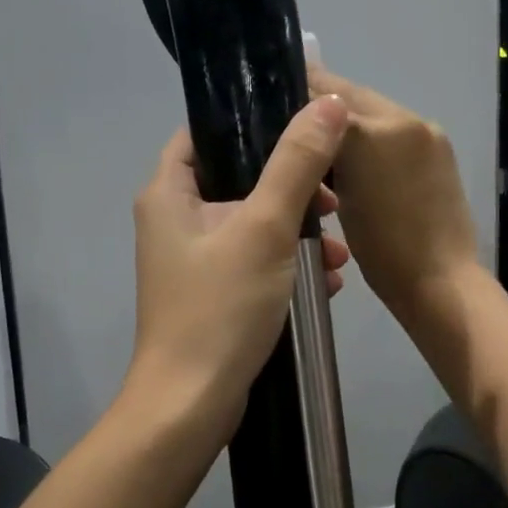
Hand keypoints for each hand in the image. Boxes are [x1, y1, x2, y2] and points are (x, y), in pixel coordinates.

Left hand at [128, 97, 351, 427]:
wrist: (191, 404)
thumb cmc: (220, 307)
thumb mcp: (264, 228)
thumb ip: (297, 163)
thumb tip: (329, 103)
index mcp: (169, 193)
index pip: (204, 133)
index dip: (251, 123)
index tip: (303, 128)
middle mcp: (175, 221)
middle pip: (238, 178)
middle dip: (292, 187)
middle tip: (333, 199)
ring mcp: (194, 261)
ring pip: (254, 224)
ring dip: (299, 231)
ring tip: (339, 250)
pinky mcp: (214, 294)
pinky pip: (256, 261)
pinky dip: (289, 264)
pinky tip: (329, 281)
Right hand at [309, 62, 480, 328]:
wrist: (442, 282)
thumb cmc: (382, 252)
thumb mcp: (338, 202)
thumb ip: (322, 153)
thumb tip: (310, 128)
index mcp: (372, 130)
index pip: (323, 92)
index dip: (297, 90)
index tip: (273, 98)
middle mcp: (402, 119)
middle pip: (351, 96)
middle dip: (323, 104)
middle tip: (294, 120)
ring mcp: (427, 132)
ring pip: (375, 111)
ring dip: (349, 121)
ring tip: (324, 145)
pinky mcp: (441, 150)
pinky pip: (396, 130)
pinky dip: (374, 137)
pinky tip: (359, 161)